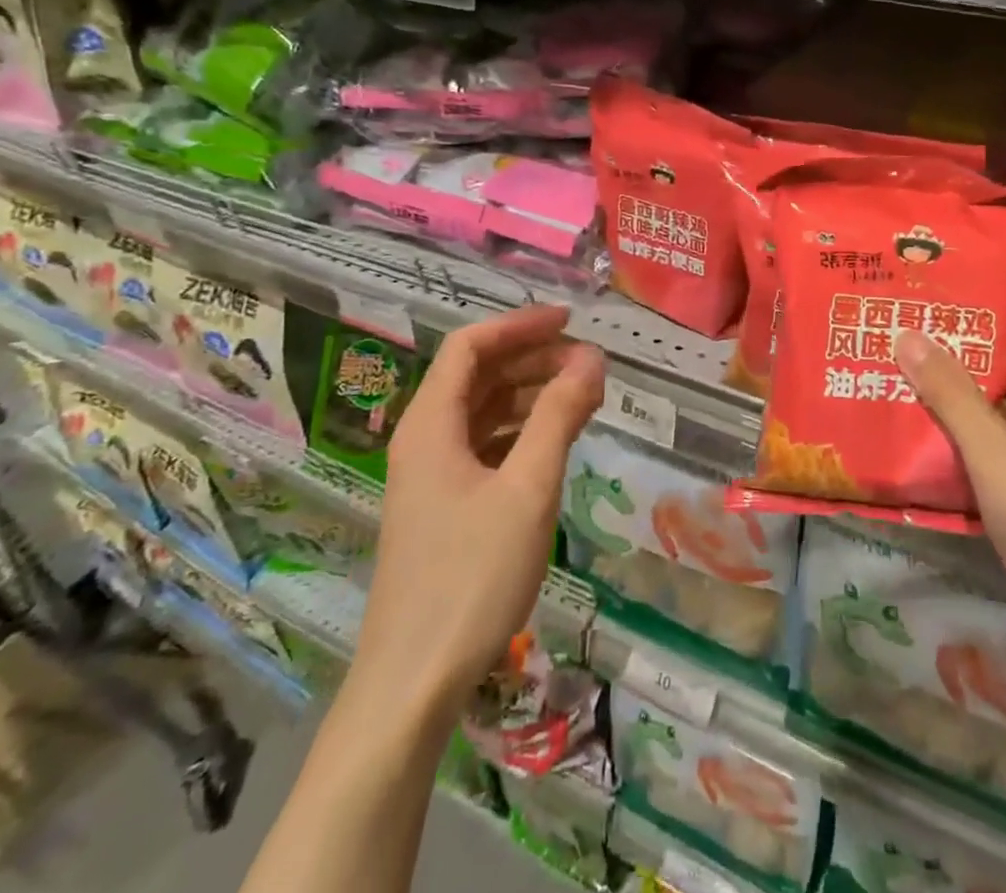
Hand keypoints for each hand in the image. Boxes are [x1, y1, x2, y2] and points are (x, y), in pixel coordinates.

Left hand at [351, 305, 605, 719]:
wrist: (414, 682)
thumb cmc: (472, 577)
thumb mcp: (528, 488)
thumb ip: (559, 416)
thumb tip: (592, 358)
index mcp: (431, 424)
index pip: (471, 346)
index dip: (520, 325)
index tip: (571, 322)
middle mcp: (424, 440)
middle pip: (478, 375)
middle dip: (532, 360)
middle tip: (588, 364)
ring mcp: (431, 476)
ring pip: (483, 412)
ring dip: (530, 395)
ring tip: (583, 398)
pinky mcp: (444, 507)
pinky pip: (485, 446)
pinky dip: (521, 432)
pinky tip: (555, 442)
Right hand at [896, 327, 1005, 647]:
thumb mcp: (996, 458)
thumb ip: (951, 396)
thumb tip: (907, 335)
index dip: (982, 331)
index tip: (932, 322)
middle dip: (969, 368)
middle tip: (911, 350)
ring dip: (974, 406)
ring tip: (915, 384)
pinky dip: (987, 439)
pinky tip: (944, 437)